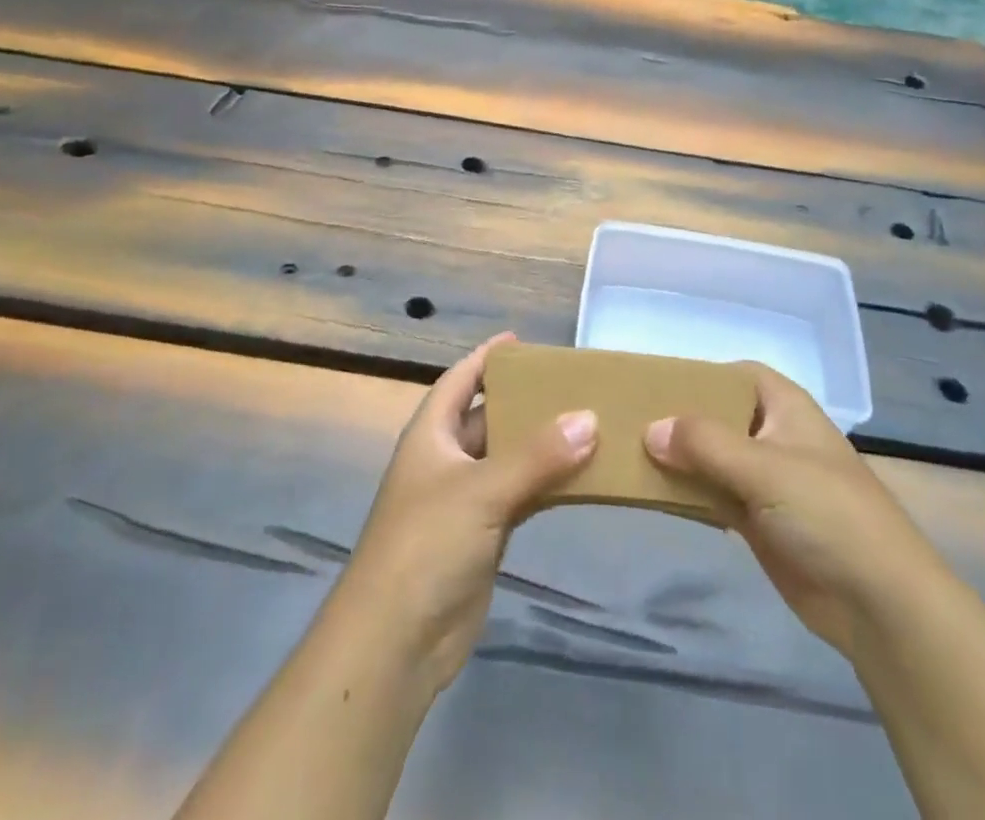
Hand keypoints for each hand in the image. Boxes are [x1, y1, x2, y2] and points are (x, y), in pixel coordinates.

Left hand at [338, 334, 598, 694]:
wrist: (395, 642)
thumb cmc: (427, 544)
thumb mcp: (481, 490)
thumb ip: (537, 456)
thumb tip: (589, 418)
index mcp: (431, 433)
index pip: (461, 379)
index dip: (487, 357)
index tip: (524, 342)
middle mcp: (447, 459)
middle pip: (489, 416)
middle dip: (526, 401)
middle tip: (574, 385)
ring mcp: (464, 500)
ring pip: (509, 458)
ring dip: (542, 445)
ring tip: (590, 423)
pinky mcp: (483, 536)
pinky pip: (520, 496)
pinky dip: (547, 485)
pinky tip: (581, 477)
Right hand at [646, 363, 938, 655]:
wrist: (879, 603)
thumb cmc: (828, 514)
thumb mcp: (765, 468)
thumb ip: (705, 444)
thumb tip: (651, 429)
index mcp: (785, 407)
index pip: (736, 374)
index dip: (700, 374)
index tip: (655, 383)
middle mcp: (773, 436)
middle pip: (719, 415)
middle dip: (680, 418)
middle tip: (628, 419)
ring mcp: (766, 480)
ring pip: (712, 457)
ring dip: (679, 458)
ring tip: (627, 452)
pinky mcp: (758, 520)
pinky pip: (713, 495)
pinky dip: (688, 493)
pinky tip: (653, 492)